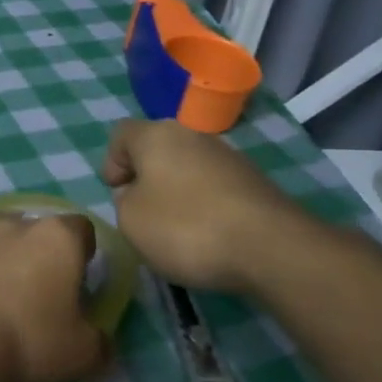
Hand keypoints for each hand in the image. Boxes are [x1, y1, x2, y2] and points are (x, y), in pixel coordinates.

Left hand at [0, 188, 108, 381]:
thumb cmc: (28, 342)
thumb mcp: (82, 354)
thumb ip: (99, 340)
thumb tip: (101, 339)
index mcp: (61, 240)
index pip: (83, 230)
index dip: (84, 251)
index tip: (80, 279)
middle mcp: (23, 225)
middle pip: (44, 229)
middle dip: (47, 251)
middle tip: (44, 287)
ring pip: (8, 225)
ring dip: (14, 241)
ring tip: (12, 267)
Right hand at [101, 119, 318, 294]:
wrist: (270, 247)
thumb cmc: (186, 227)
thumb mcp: (130, 221)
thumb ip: (123, 201)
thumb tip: (138, 193)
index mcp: (156, 135)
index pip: (120, 134)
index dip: (112, 162)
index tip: (117, 194)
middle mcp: (192, 135)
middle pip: (157, 149)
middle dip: (147, 178)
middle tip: (143, 213)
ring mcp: (228, 156)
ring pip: (188, 168)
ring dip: (177, 192)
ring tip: (178, 230)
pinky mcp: (254, 181)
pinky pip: (214, 187)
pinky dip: (205, 205)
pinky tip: (208, 235)